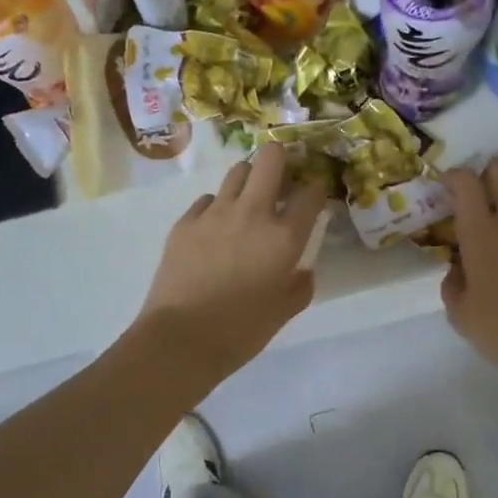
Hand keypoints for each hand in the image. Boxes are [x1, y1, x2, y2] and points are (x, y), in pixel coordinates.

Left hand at [135, 144, 331, 382]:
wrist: (181, 339)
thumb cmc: (241, 330)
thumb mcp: (284, 311)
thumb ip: (300, 285)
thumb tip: (302, 270)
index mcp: (284, 236)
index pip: (311, 192)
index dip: (317, 188)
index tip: (314, 196)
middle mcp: (252, 213)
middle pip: (271, 158)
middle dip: (282, 159)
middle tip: (282, 180)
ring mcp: (215, 213)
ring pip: (238, 171)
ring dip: (250, 179)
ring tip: (249, 201)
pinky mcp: (185, 222)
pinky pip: (207, 199)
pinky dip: (218, 206)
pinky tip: (217, 228)